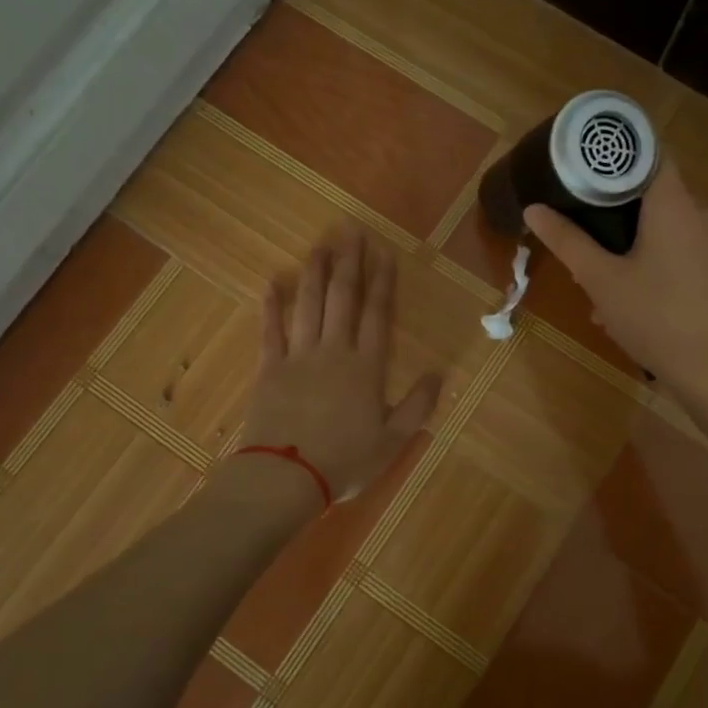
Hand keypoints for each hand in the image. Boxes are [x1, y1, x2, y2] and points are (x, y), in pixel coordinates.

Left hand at [240, 226, 441, 505]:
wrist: (286, 477)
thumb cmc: (344, 461)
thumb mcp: (393, 441)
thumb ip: (417, 405)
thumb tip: (439, 373)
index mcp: (366, 367)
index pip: (377, 314)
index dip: (382, 281)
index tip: (383, 252)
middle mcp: (333, 352)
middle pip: (343, 299)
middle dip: (349, 263)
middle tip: (351, 230)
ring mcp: (298, 357)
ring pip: (308, 305)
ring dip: (315, 273)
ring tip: (320, 244)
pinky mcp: (269, 369)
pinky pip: (270, 330)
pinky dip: (271, 305)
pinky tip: (273, 281)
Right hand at [524, 158, 707, 403]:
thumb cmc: (657, 318)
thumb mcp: (602, 280)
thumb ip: (567, 241)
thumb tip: (533, 209)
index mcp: (675, 205)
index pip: (647, 155)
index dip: (614, 158)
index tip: (581, 170)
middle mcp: (702, 215)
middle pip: (651, 197)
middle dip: (613, 218)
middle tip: (581, 241)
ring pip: (662, 232)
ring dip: (629, 251)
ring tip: (598, 287)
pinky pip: (678, 255)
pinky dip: (651, 268)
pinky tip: (627, 305)